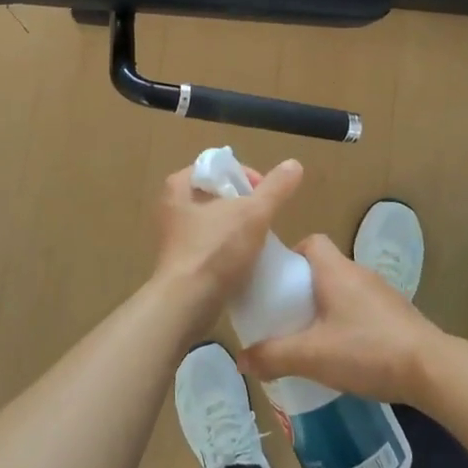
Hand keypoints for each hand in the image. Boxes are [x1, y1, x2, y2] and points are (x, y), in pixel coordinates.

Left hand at [150, 159, 303, 337]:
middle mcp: (172, 207)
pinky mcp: (181, 262)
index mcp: (179, 186)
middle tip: (265, 216)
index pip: (218, 167)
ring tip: (260, 238)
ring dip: (237, 227)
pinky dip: (228, 248)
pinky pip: (211, 246)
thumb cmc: (216, 250)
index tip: (265, 194)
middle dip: (244, 203)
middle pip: (217, 194)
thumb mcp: (253, 213)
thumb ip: (276, 188)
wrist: (187, 304)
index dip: (245, 175)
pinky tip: (247, 259)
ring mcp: (175, 237)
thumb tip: (294, 164)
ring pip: (215, 221)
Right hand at [239, 235, 450, 403]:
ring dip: (325, 307)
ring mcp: (381, 293)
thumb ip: (273, 356)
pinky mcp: (396, 315)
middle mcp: (359, 273)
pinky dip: (346, 322)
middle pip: (324, 267)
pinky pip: (361, 308)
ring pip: (343, 290)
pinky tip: (342, 352)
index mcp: (336, 270)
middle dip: (302, 288)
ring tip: (308, 337)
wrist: (431, 369)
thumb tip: (241, 359)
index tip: (276, 282)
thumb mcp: (312, 356)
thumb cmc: (366, 350)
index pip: (311, 242)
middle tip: (284, 315)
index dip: (291, 255)